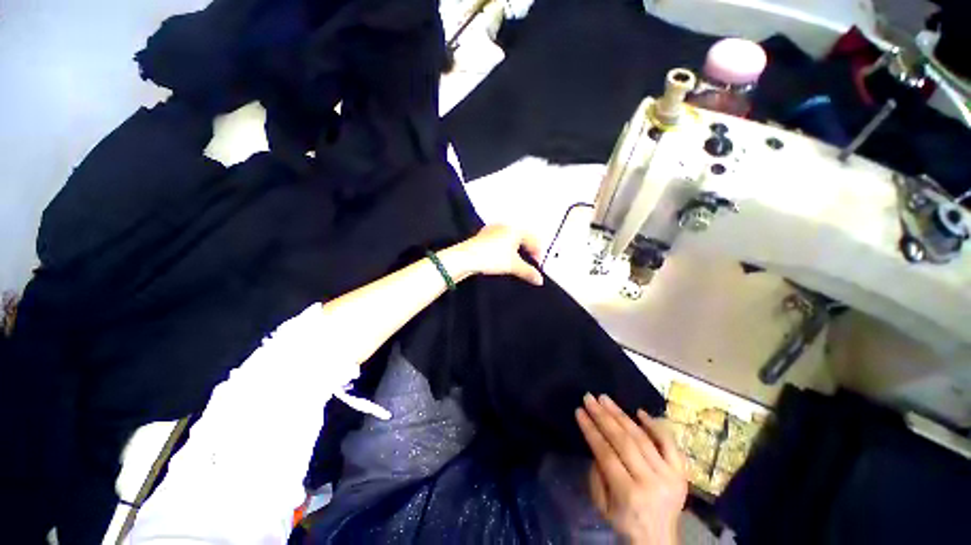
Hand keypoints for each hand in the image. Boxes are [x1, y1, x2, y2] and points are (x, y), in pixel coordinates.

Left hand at [442, 224, 543, 285]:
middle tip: (529, 262)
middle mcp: (506, 226)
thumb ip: (528, 272)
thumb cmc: (492, 257)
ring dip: (517, 250)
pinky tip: (502, 258)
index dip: (538, 252)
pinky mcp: (484, 236)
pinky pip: (501, 240)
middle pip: (523, 237)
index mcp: (516, 230)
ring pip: (511, 239)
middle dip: (528, 250)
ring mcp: (493, 230)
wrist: (466, 257)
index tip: (538, 264)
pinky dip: (506, 249)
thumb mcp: (513, 266)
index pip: (533, 239)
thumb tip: (540, 280)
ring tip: (517, 262)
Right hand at [576, 394, 687, 544]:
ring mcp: (669, 476)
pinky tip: (639, 411)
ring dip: (621, 415)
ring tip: (605, 399)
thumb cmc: (625, 522)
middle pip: (624, 442)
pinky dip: (654, 425)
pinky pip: (669, 444)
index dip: (591, 430)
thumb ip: (597, 473)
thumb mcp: (602, 505)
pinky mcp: (681, 473)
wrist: (660, 540)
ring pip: (642, 438)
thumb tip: (596, 441)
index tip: (579, 411)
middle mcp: (651, 482)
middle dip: (603, 417)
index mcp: (629, 494)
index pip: (606, 453)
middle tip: (589, 398)